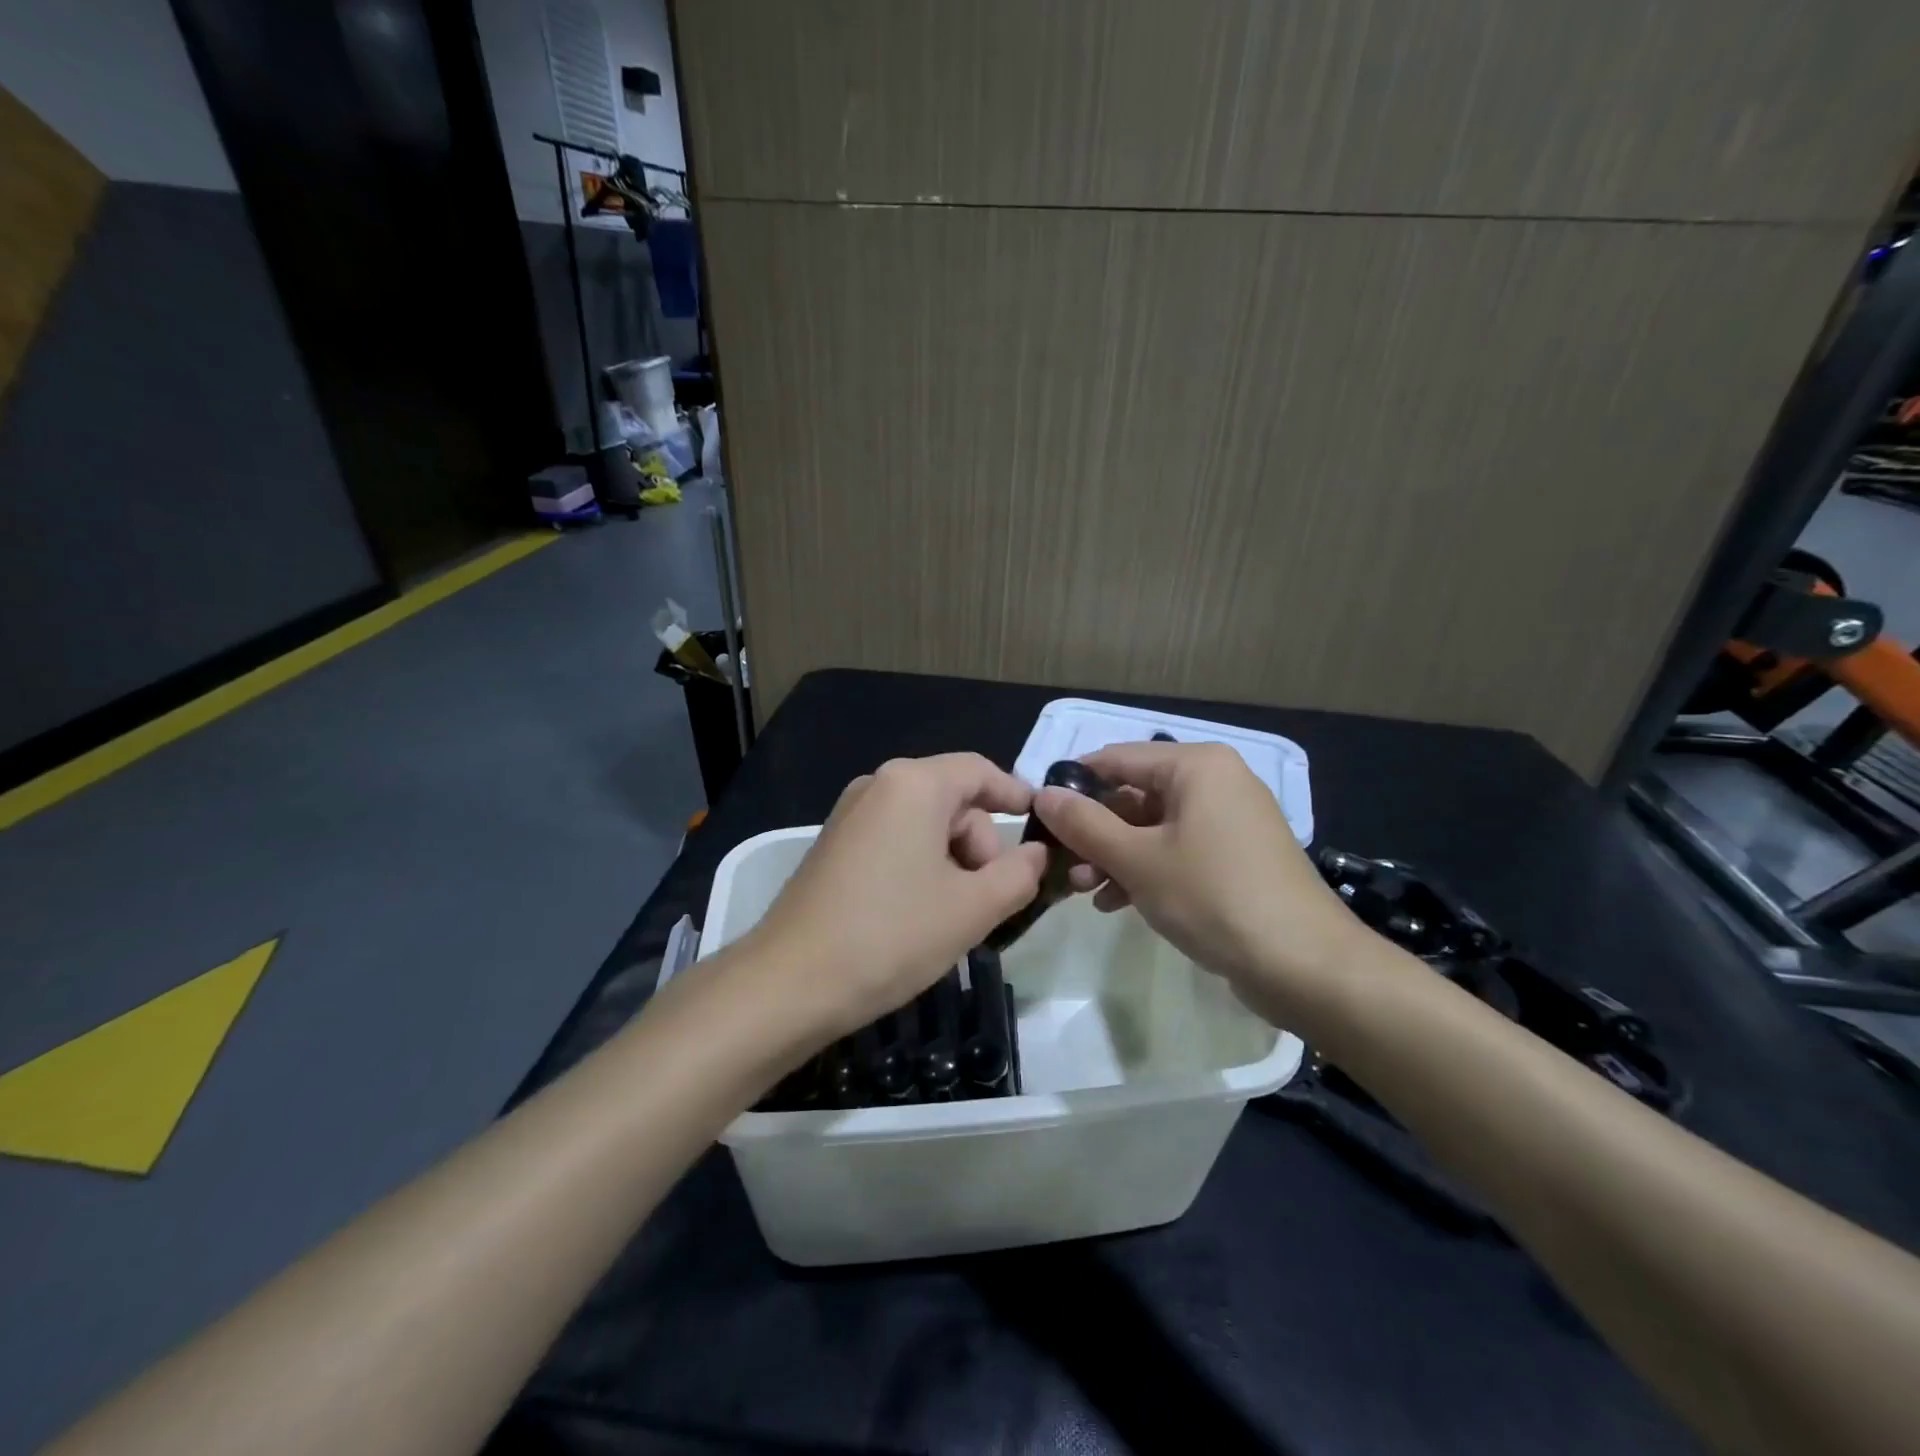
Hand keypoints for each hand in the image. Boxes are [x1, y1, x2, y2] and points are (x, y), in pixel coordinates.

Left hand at [746, 754, 1047, 1041]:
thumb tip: (1036, 853)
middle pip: (953, 800)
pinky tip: (919, 914)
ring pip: (925, 825)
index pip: (980, 770)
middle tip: (988, 901)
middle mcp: (878, 785)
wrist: (790, 983)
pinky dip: (921, 868)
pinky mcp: (834, 846)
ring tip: (953, 917)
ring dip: (953, 862)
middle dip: (981, 845)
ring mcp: (850, 815)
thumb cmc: (892, 935)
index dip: (1016, 794)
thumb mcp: (973, 908)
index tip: (1041, 826)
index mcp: (913, 784)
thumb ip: (1020, 873)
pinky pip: (895, 841)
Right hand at [1033, 741, 1366, 1022]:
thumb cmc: (1213, 897)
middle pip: (1135, 794)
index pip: (1116, 758)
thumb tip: (1043, 794)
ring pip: (1154, 827)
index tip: (1040, 817)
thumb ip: (1085, 824)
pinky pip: (1179, 849)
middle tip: (1065, 868)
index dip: (1074, 786)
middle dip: (1096, 832)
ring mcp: (1230, 820)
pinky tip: (1118, 903)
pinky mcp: (1238, 856)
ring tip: (1087, 892)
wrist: (1305, 964)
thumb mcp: (1137, 860)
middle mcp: (1216, 781)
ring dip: (1116, 855)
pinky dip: (1147, 870)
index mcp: (1196, 766)